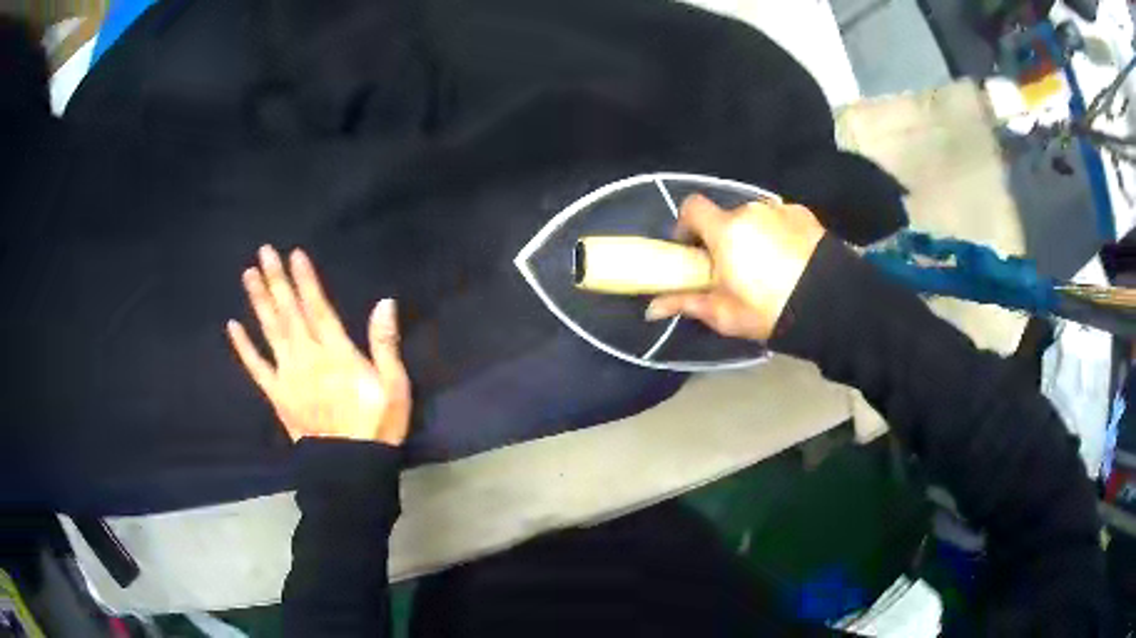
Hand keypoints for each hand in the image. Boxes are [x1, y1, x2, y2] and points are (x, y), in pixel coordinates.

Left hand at [226, 246, 411, 444]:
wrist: (350, 468)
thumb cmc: (376, 425)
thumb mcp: (394, 385)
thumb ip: (385, 344)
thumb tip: (384, 303)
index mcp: (336, 353)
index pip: (318, 307)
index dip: (306, 280)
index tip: (294, 254)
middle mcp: (307, 357)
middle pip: (289, 312)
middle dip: (277, 280)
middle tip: (264, 252)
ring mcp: (288, 376)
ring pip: (270, 331)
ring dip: (258, 302)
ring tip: (249, 275)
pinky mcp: (277, 394)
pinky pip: (256, 367)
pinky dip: (244, 347)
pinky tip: (233, 326)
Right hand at [645, 193, 824, 340]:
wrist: (831, 305)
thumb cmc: (770, 311)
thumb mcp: (724, 314)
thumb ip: (686, 304)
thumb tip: (650, 309)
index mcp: (726, 230)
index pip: (692, 207)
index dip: (686, 225)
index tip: (692, 250)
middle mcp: (751, 210)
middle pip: (726, 216)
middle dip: (724, 237)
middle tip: (734, 269)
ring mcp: (780, 209)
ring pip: (756, 218)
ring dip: (753, 235)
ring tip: (768, 267)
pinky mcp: (804, 214)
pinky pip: (781, 219)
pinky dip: (779, 233)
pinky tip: (791, 260)